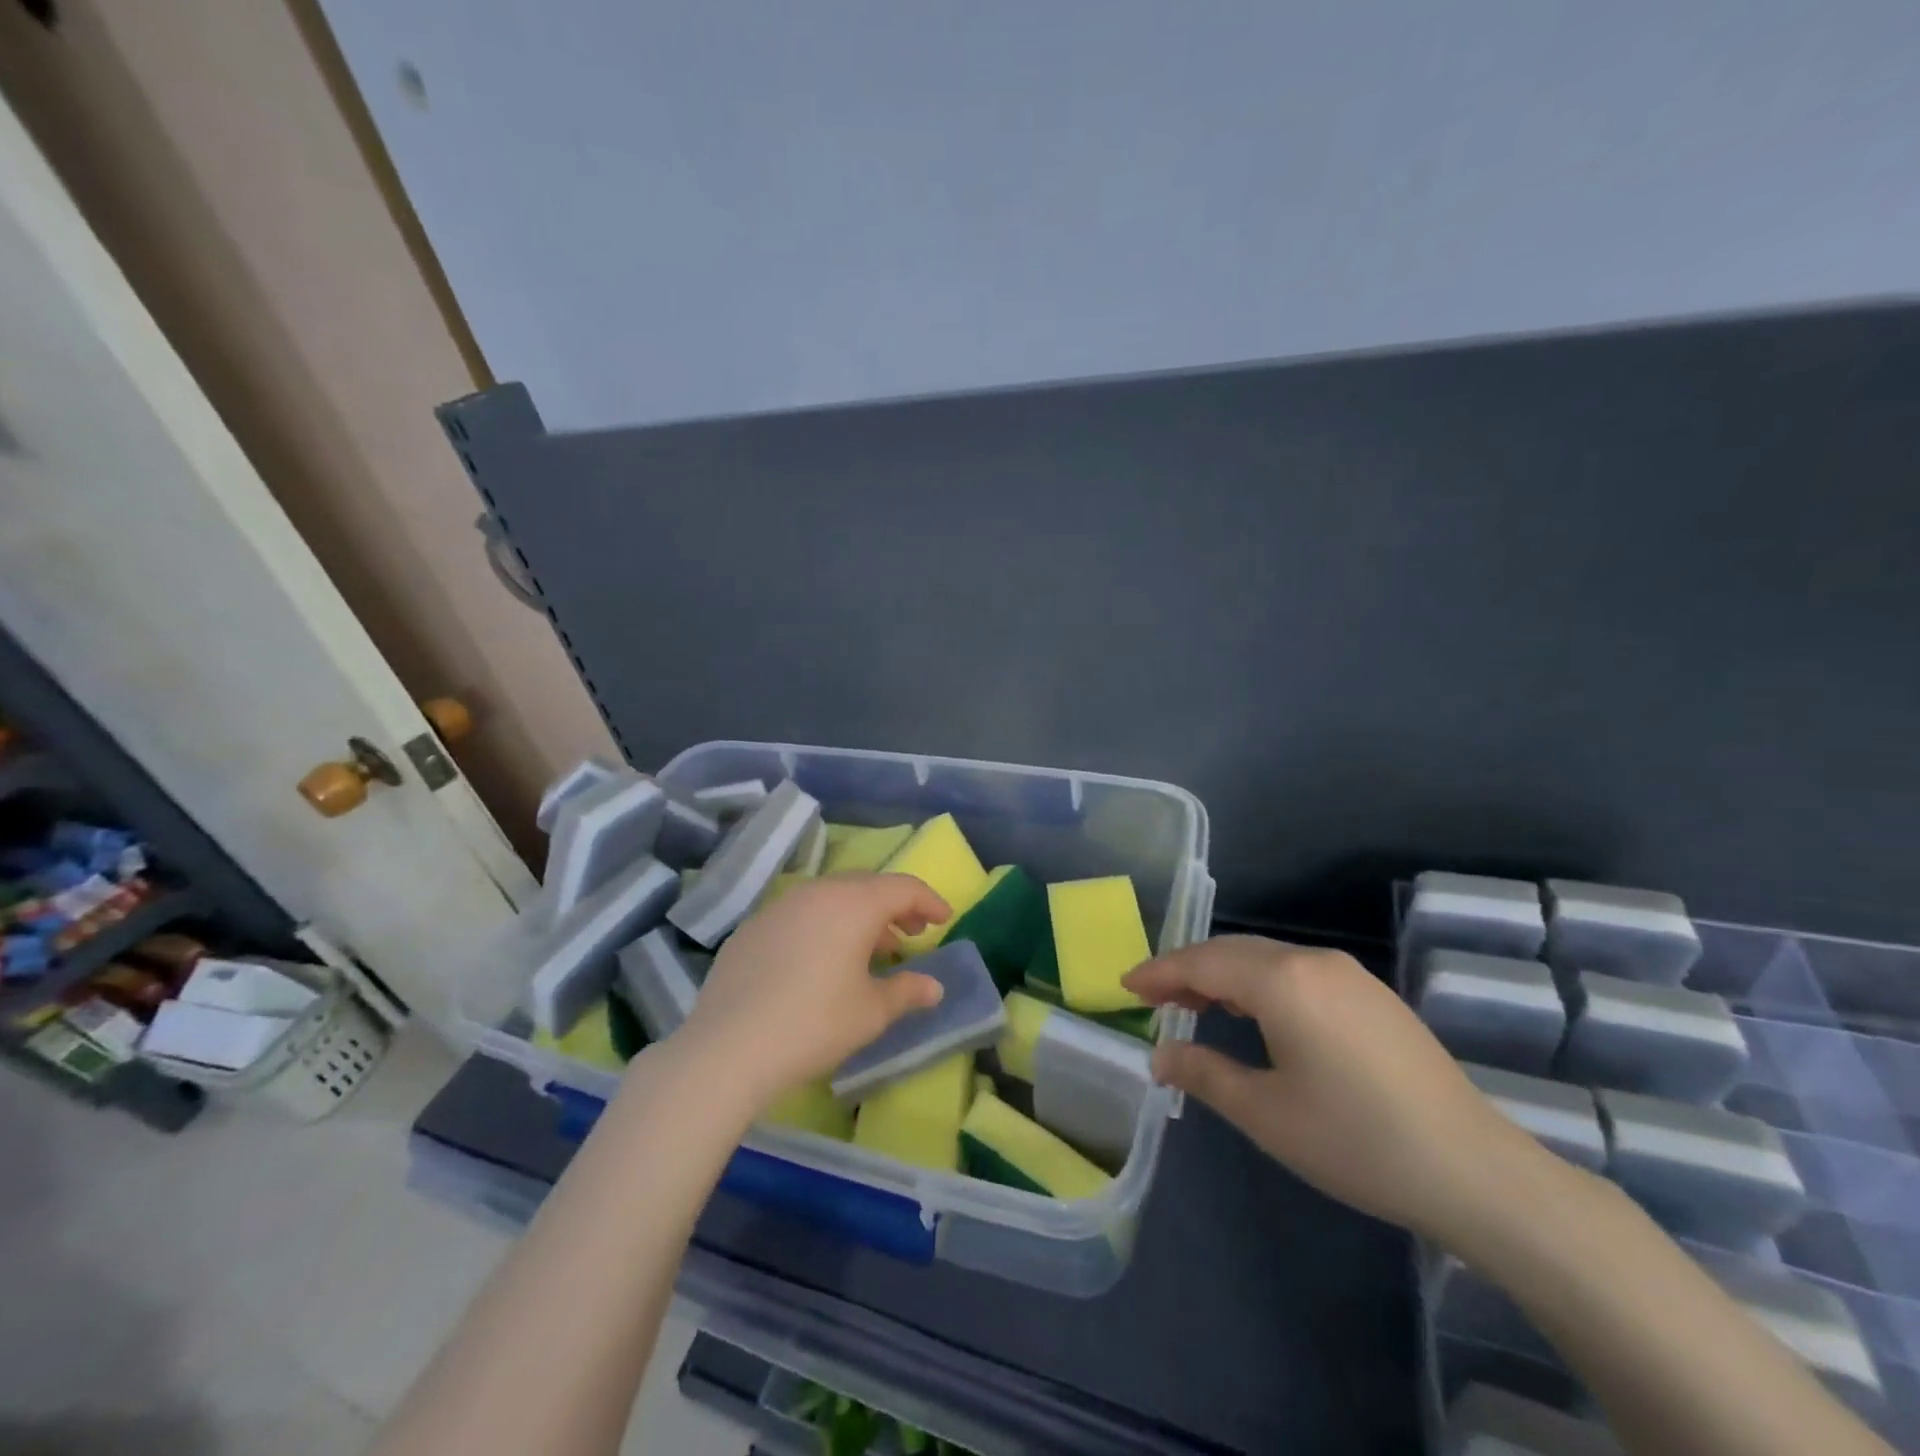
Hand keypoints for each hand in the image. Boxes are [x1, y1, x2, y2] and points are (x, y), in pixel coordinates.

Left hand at [677, 873, 951, 1111]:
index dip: (929, 901)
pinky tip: (822, 961)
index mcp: (853, 904)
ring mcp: (780, 906)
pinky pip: (801, 914)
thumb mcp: (871, 1012)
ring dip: (858, 916)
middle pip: (867, 886)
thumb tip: (934, 987)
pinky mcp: (753, 927)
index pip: (903, 887)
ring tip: (871, 950)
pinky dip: (824, 926)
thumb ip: (908, 992)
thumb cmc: (814, 1024)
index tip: (946, 919)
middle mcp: (817, 892)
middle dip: (894, 906)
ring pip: (831, 897)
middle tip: (912, 934)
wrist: (728, 1048)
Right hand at [1123, 936, 1546, 1242]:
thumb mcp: (1266, 1114)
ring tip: (1193, 1004)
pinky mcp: (1372, 994)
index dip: (1159, 972)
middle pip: (1232, 951)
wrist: (1475, 1170)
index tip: (1125, 986)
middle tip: (1151, 997)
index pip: (1202, 962)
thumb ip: (1204, 1074)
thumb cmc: (1356, 1140)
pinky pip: (1296, 971)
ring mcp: (1348, 974)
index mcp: (1282, 980)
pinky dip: (1259, 982)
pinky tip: (1253, 1012)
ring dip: (1223, 974)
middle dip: (1186, 969)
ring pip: (1265, 957)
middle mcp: (1312, 960)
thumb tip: (1160, 1055)